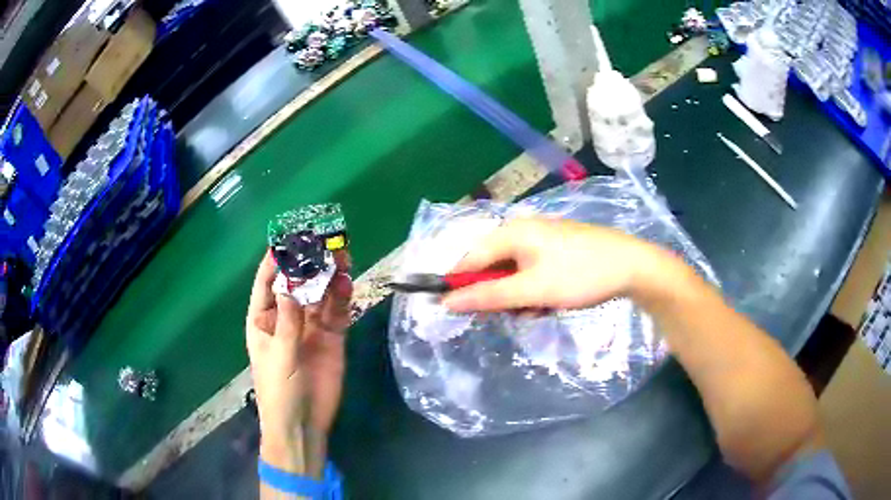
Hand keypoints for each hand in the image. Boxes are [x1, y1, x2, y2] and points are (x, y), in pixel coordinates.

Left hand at [246, 250, 352, 476]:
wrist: (302, 424)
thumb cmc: (279, 390)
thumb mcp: (279, 356)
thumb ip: (287, 323)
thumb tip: (290, 287)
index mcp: (264, 320)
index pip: (266, 284)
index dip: (275, 262)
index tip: (288, 239)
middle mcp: (287, 318)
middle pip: (297, 285)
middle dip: (308, 264)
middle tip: (323, 242)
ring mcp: (310, 328)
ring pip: (320, 295)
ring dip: (328, 276)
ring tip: (341, 255)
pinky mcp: (332, 338)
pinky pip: (337, 313)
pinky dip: (342, 298)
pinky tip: (347, 283)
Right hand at [442, 218, 665, 312]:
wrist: (632, 266)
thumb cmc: (579, 275)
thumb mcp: (532, 290)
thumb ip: (488, 297)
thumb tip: (446, 301)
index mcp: (510, 232)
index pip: (469, 260)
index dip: (461, 287)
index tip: (462, 314)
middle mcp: (521, 229)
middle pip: (491, 267)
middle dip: (499, 295)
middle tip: (516, 313)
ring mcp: (541, 238)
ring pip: (513, 273)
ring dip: (519, 296)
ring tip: (539, 309)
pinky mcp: (556, 248)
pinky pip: (532, 271)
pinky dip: (535, 289)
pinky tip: (551, 301)